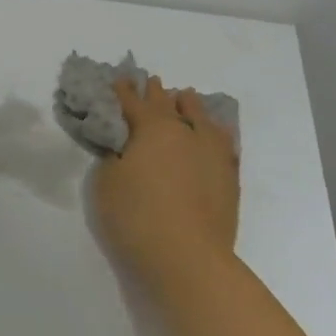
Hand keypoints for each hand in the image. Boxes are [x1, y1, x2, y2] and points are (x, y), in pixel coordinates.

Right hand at [93, 76, 240, 286]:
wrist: (188, 257)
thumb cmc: (137, 216)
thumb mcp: (107, 183)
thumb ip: (114, 157)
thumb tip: (125, 148)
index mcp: (152, 130)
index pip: (133, 103)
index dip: (123, 91)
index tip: (118, 78)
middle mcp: (186, 133)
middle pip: (168, 106)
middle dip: (156, 93)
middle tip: (150, 81)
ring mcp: (212, 154)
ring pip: (201, 119)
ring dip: (190, 106)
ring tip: (186, 97)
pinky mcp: (228, 177)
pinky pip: (223, 142)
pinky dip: (216, 131)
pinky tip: (216, 131)